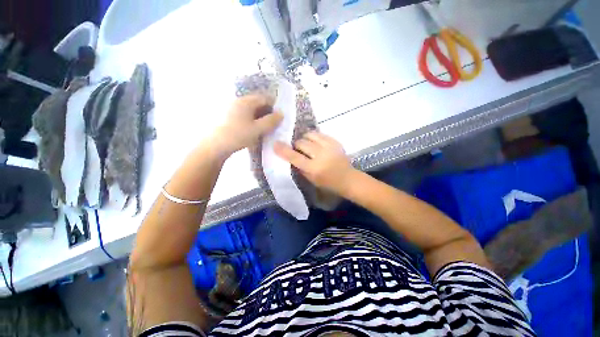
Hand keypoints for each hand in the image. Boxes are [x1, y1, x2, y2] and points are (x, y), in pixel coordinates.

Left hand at [211, 95, 282, 155]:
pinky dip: (252, 120)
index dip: (274, 106)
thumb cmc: (238, 135)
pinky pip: (245, 115)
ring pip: (251, 110)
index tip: (279, 117)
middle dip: (267, 112)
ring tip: (265, 128)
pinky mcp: (228, 116)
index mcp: (246, 101)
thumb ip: (271, 121)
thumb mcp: (258, 129)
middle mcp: (238, 101)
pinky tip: (254, 129)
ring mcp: (232, 108)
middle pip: (257, 103)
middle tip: (273, 123)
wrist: (215, 146)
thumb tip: (281, 114)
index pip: (264, 98)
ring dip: (260, 117)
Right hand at [274, 131, 354, 195]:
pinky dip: (314, 137)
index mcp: (314, 168)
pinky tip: (315, 143)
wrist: (348, 179)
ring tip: (307, 145)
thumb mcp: (311, 179)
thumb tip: (290, 155)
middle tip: (297, 149)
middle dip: (296, 145)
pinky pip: (319, 134)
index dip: (283, 150)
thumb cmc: (328, 183)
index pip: (294, 156)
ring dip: (305, 139)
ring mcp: (329, 146)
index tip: (275, 144)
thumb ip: (300, 167)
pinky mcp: (335, 141)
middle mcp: (321, 155)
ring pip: (310, 135)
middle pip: (301, 142)